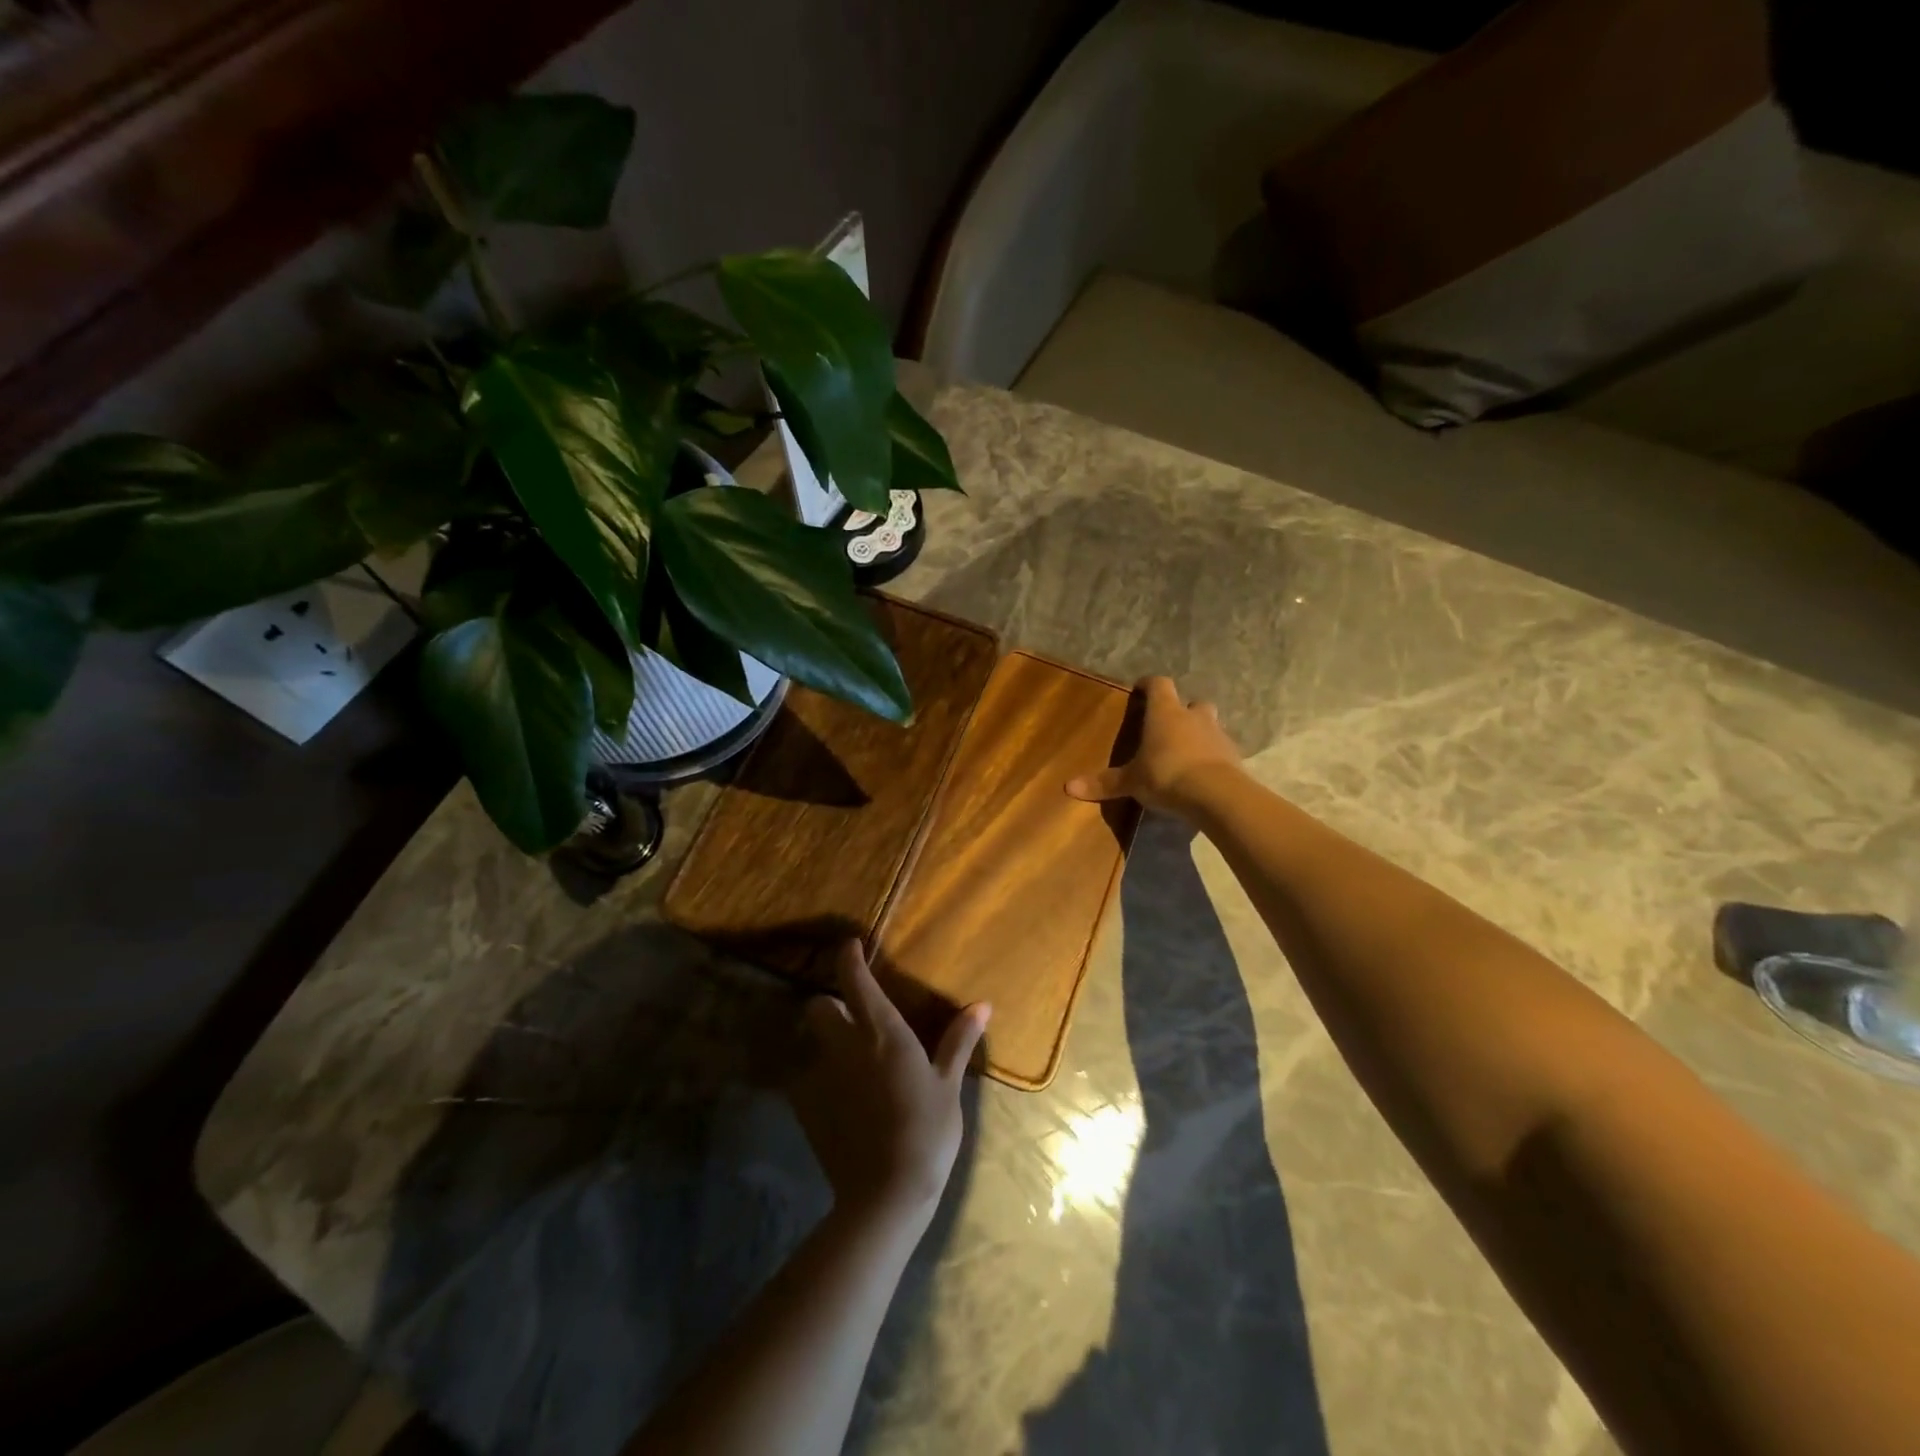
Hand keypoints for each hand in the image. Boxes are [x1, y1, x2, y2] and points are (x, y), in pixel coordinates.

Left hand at [789, 941, 990, 1231]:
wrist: (885, 1194)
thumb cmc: (927, 1131)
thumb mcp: (949, 1086)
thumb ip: (959, 1042)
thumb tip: (981, 1005)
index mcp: (882, 1032)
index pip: (855, 980)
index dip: (848, 958)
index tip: (849, 946)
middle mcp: (845, 1045)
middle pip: (818, 1007)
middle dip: (830, 1005)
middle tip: (852, 1019)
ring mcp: (821, 1077)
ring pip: (811, 1044)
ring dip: (825, 1045)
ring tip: (848, 1066)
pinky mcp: (806, 1109)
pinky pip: (807, 1081)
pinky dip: (819, 1083)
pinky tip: (840, 1104)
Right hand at [1065, 675, 1241, 816]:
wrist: (1217, 795)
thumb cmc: (1166, 776)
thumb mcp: (1131, 782)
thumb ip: (1104, 783)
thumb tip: (1068, 787)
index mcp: (1165, 713)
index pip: (1159, 684)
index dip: (1150, 684)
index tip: (1141, 688)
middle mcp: (1193, 717)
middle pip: (1191, 703)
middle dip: (1182, 711)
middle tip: (1168, 726)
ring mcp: (1217, 735)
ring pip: (1209, 725)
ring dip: (1199, 733)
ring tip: (1185, 752)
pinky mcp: (1234, 756)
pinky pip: (1220, 750)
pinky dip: (1211, 756)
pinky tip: (1202, 773)